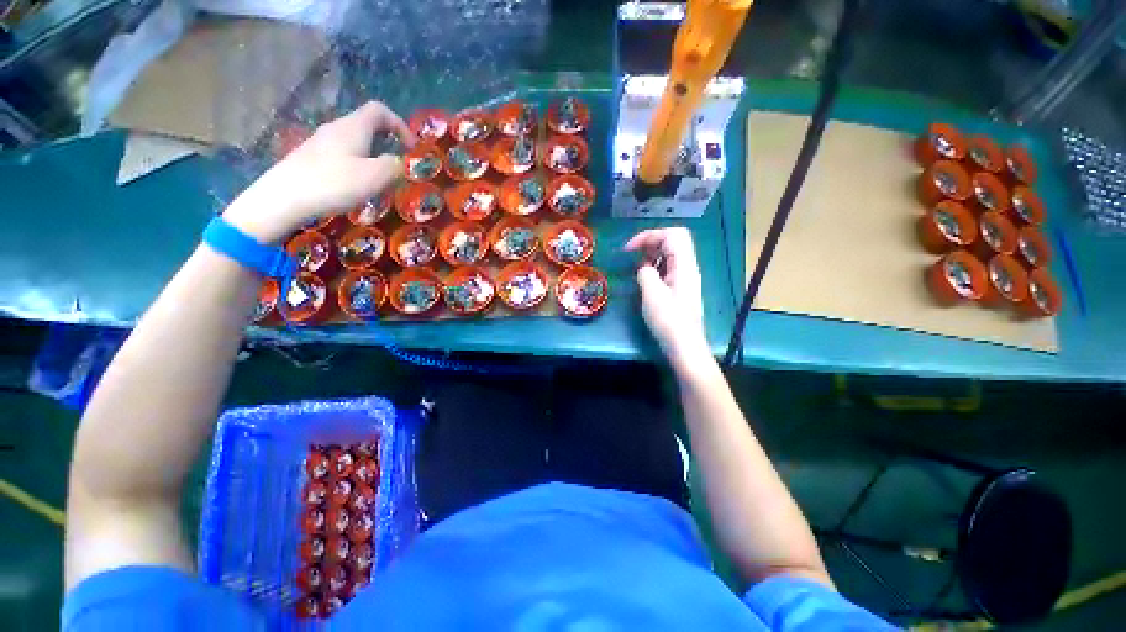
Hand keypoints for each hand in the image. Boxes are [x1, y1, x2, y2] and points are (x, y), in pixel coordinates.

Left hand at [223, 101, 416, 242]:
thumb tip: (399, 162)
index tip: (412, 148)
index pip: (380, 111)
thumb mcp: (376, 177)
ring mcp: (320, 142)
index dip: (400, 125)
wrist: (284, 197)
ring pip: (354, 142)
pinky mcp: (311, 158)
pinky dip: (357, 165)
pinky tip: (356, 186)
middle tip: (399, 165)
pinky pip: (342, 155)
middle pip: (366, 125)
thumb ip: (395, 166)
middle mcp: (336, 129)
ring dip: (373, 156)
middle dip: (388, 142)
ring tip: (380, 180)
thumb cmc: (334, 183)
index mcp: (353, 127)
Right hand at [625, 227, 709, 365]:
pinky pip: (669, 268)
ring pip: (671, 254)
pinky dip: (656, 266)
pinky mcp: (681, 288)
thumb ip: (646, 274)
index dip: (649, 236)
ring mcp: (686, 278)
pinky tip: (646, 278)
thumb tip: (644, 268)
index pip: (672, 235)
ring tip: (637, 266)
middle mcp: (688, 268)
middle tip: (633, 254)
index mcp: (685, 266)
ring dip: (653, 254)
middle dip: (651, 242)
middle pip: (673, 240)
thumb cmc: (669, 321)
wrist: (684, 346)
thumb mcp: (652, 295)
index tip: (630, 249)